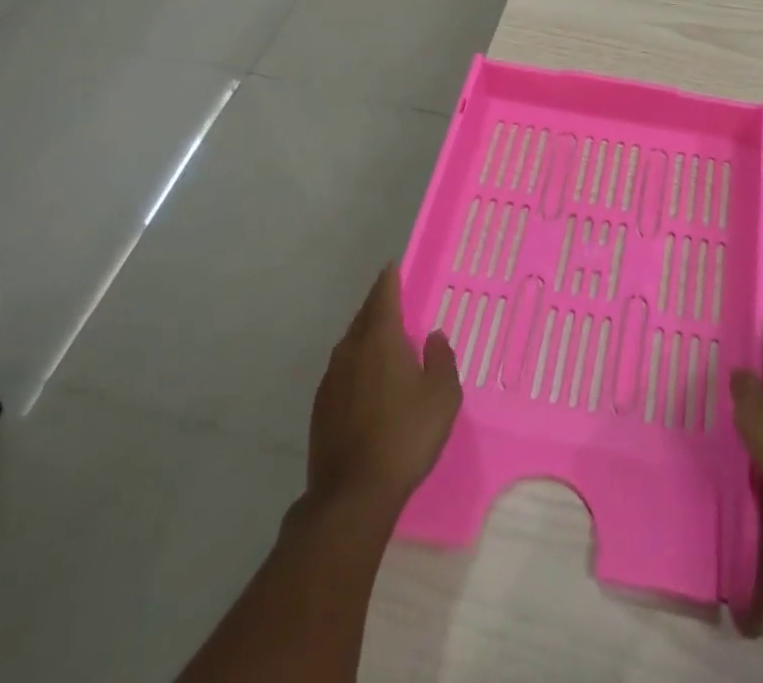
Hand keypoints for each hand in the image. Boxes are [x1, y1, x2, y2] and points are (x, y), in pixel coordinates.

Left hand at [306, 264, 461, 514]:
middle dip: (378, 305)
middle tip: (394, 301)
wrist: (352, 496)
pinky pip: (342, 369)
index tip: (393, 267)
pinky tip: (368, 380)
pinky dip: (356, 363)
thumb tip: (432, 337)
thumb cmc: (405, 436)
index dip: (390, 279)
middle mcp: (350, 350)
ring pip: (350, 343)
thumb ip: (440, 359)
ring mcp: (331, 379)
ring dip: (366, 335)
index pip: (384, 295)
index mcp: (380, 338)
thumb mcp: (442, 395)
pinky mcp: (321, 407)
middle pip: (364, 316)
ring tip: (384, 340)